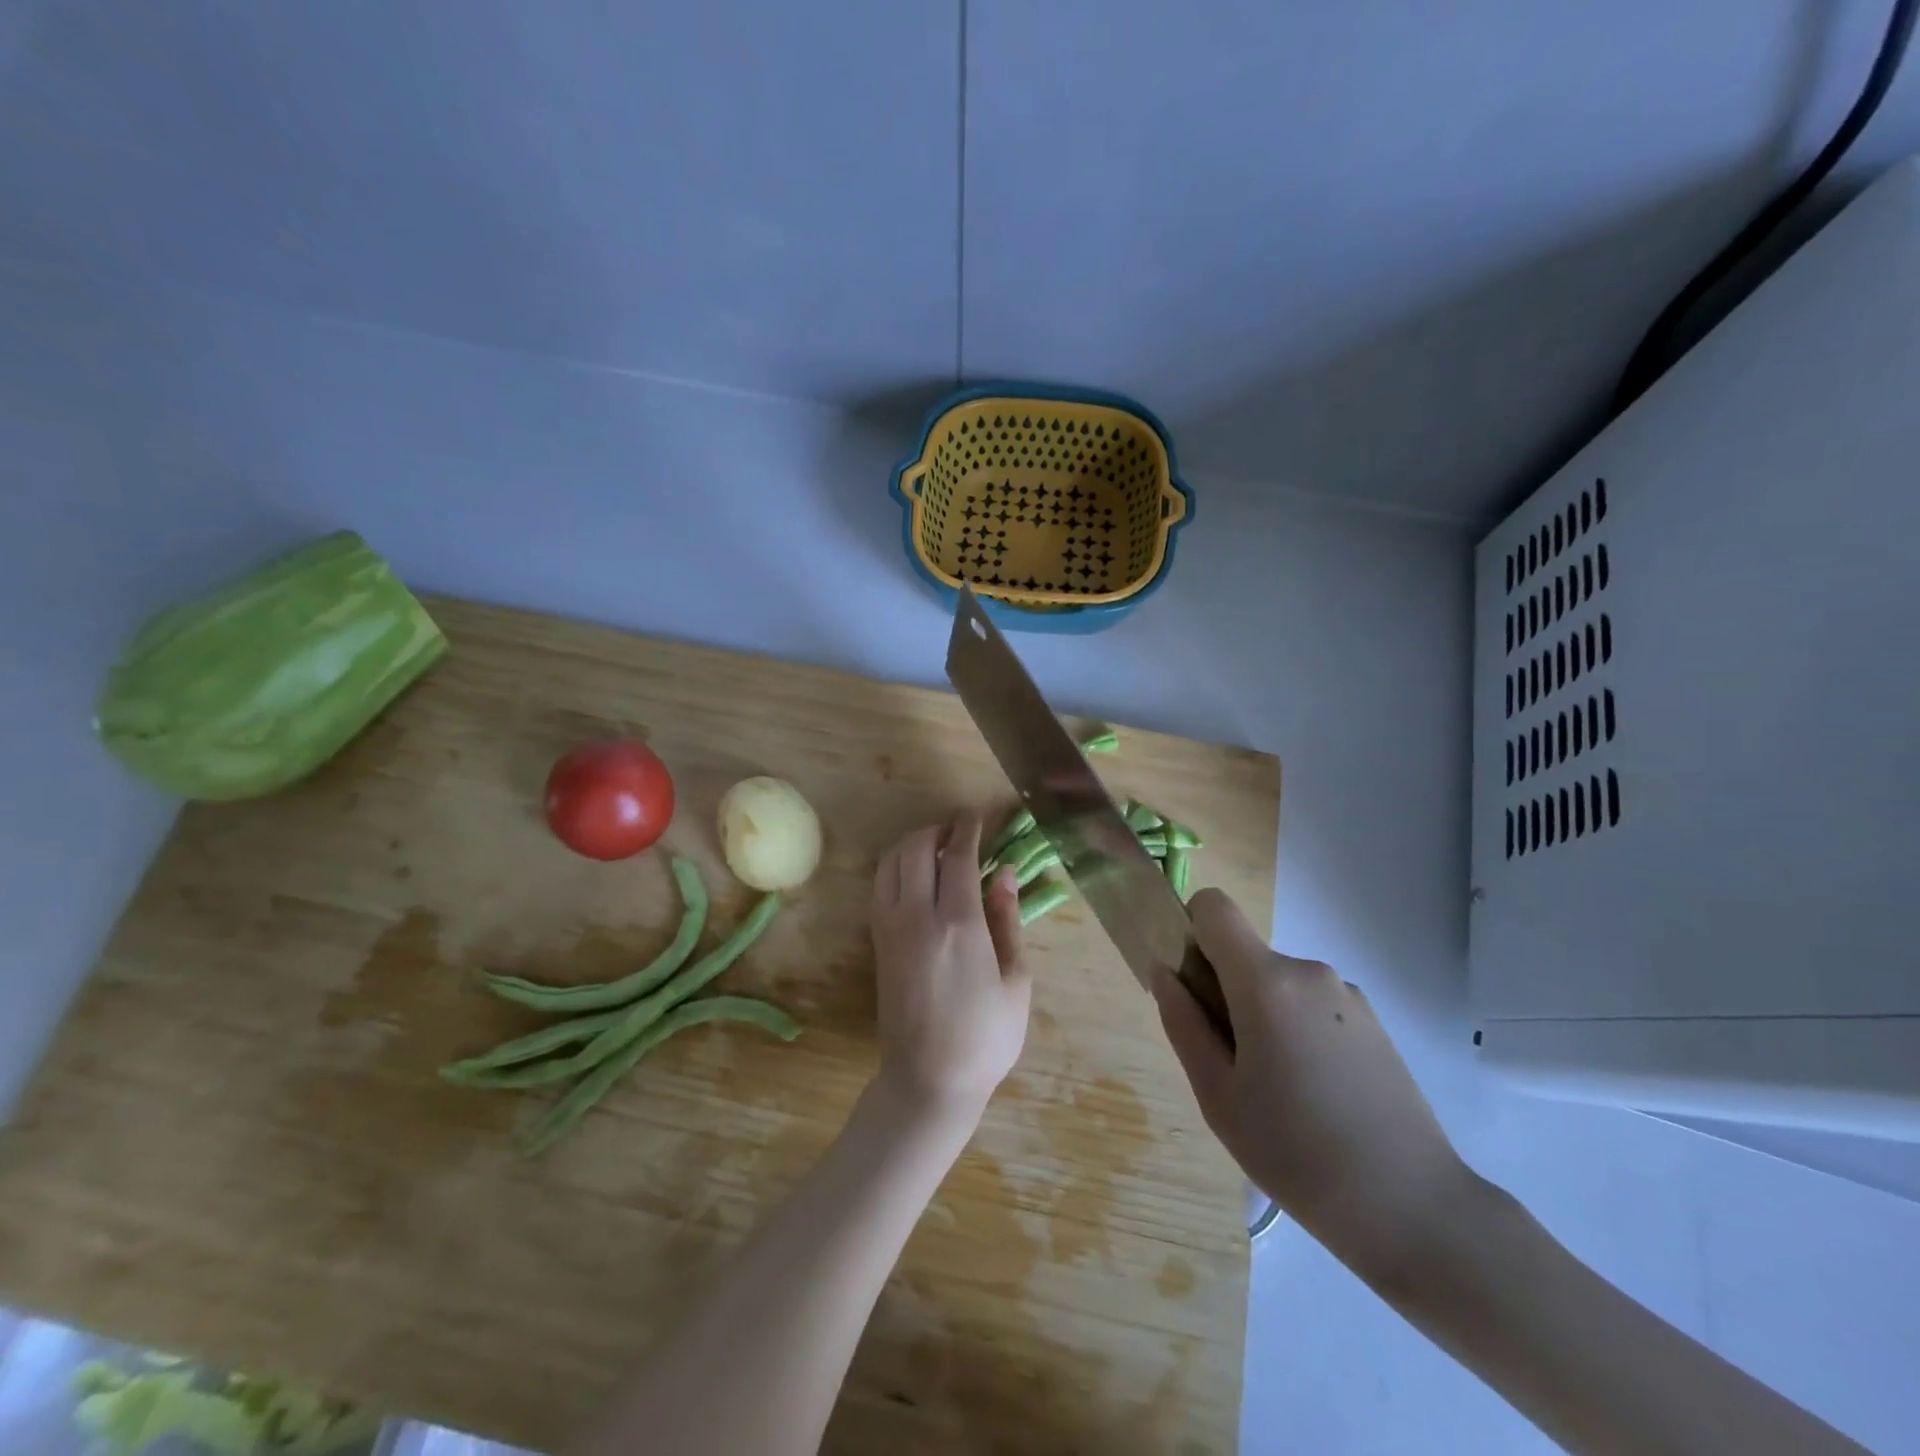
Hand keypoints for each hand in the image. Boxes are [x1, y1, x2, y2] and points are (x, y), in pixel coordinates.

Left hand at [869, 812, 1031, 1121]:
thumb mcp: (1015, 980)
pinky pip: (880, 887)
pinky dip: (894, 867)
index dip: (967, 829)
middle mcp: (917, 916)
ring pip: (891, 864)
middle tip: (958, 831)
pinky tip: (913, 876)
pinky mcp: (878, 943)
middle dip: (937, 830)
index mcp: (958, 923)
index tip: (976, 815)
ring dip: (911, 844)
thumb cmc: (985, 1036)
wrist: (928, 1080)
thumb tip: (1004, 873)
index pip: (958, 856)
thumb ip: (1008, 920)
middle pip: (917, 850)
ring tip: (935, 847)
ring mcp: (890, 928)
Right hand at [1152, 889, 1472, 1277]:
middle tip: (1231, 1065)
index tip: (1192, 986)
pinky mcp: (1373, 1021)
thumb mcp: (1217, 1095)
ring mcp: (1347, 994)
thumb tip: (1165, 971)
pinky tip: (1314, 1094)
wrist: (1414, 1208)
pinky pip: (1311, 1004)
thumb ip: (1183, 1023)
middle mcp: (1308, 970)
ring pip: (1277, 983)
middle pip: (1244, 953)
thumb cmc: (1296, 1153)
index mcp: (1266, 980)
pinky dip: (1296, 1030)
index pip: (1214, 907)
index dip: (1191, 931)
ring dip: (1261, 1015)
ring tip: (1275, 1090)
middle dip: (1224, 991)